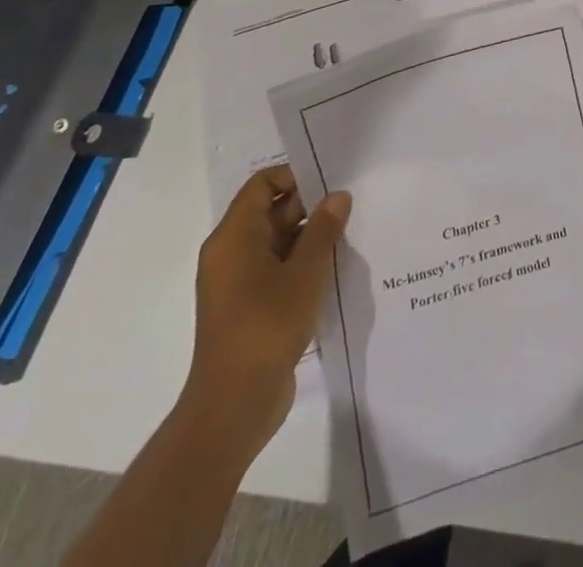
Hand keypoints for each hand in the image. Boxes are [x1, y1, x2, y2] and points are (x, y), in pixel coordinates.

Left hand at [181, 165, 350, 458]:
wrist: (234, 405)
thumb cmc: (266, 326)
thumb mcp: (305, 271)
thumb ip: (323, 229)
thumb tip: (337, 196)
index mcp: (234, 237)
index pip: (262, 185)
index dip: (295, 176)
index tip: (332, 180)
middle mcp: (231, 254)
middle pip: (271, 211)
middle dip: (311, 206)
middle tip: (352, 204)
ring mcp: (239, 283)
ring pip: (278, 242)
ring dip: (311, 237)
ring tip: (351, 232)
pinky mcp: (250, 307)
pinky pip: (278, 269)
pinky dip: (303, 264)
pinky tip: (336, 267)